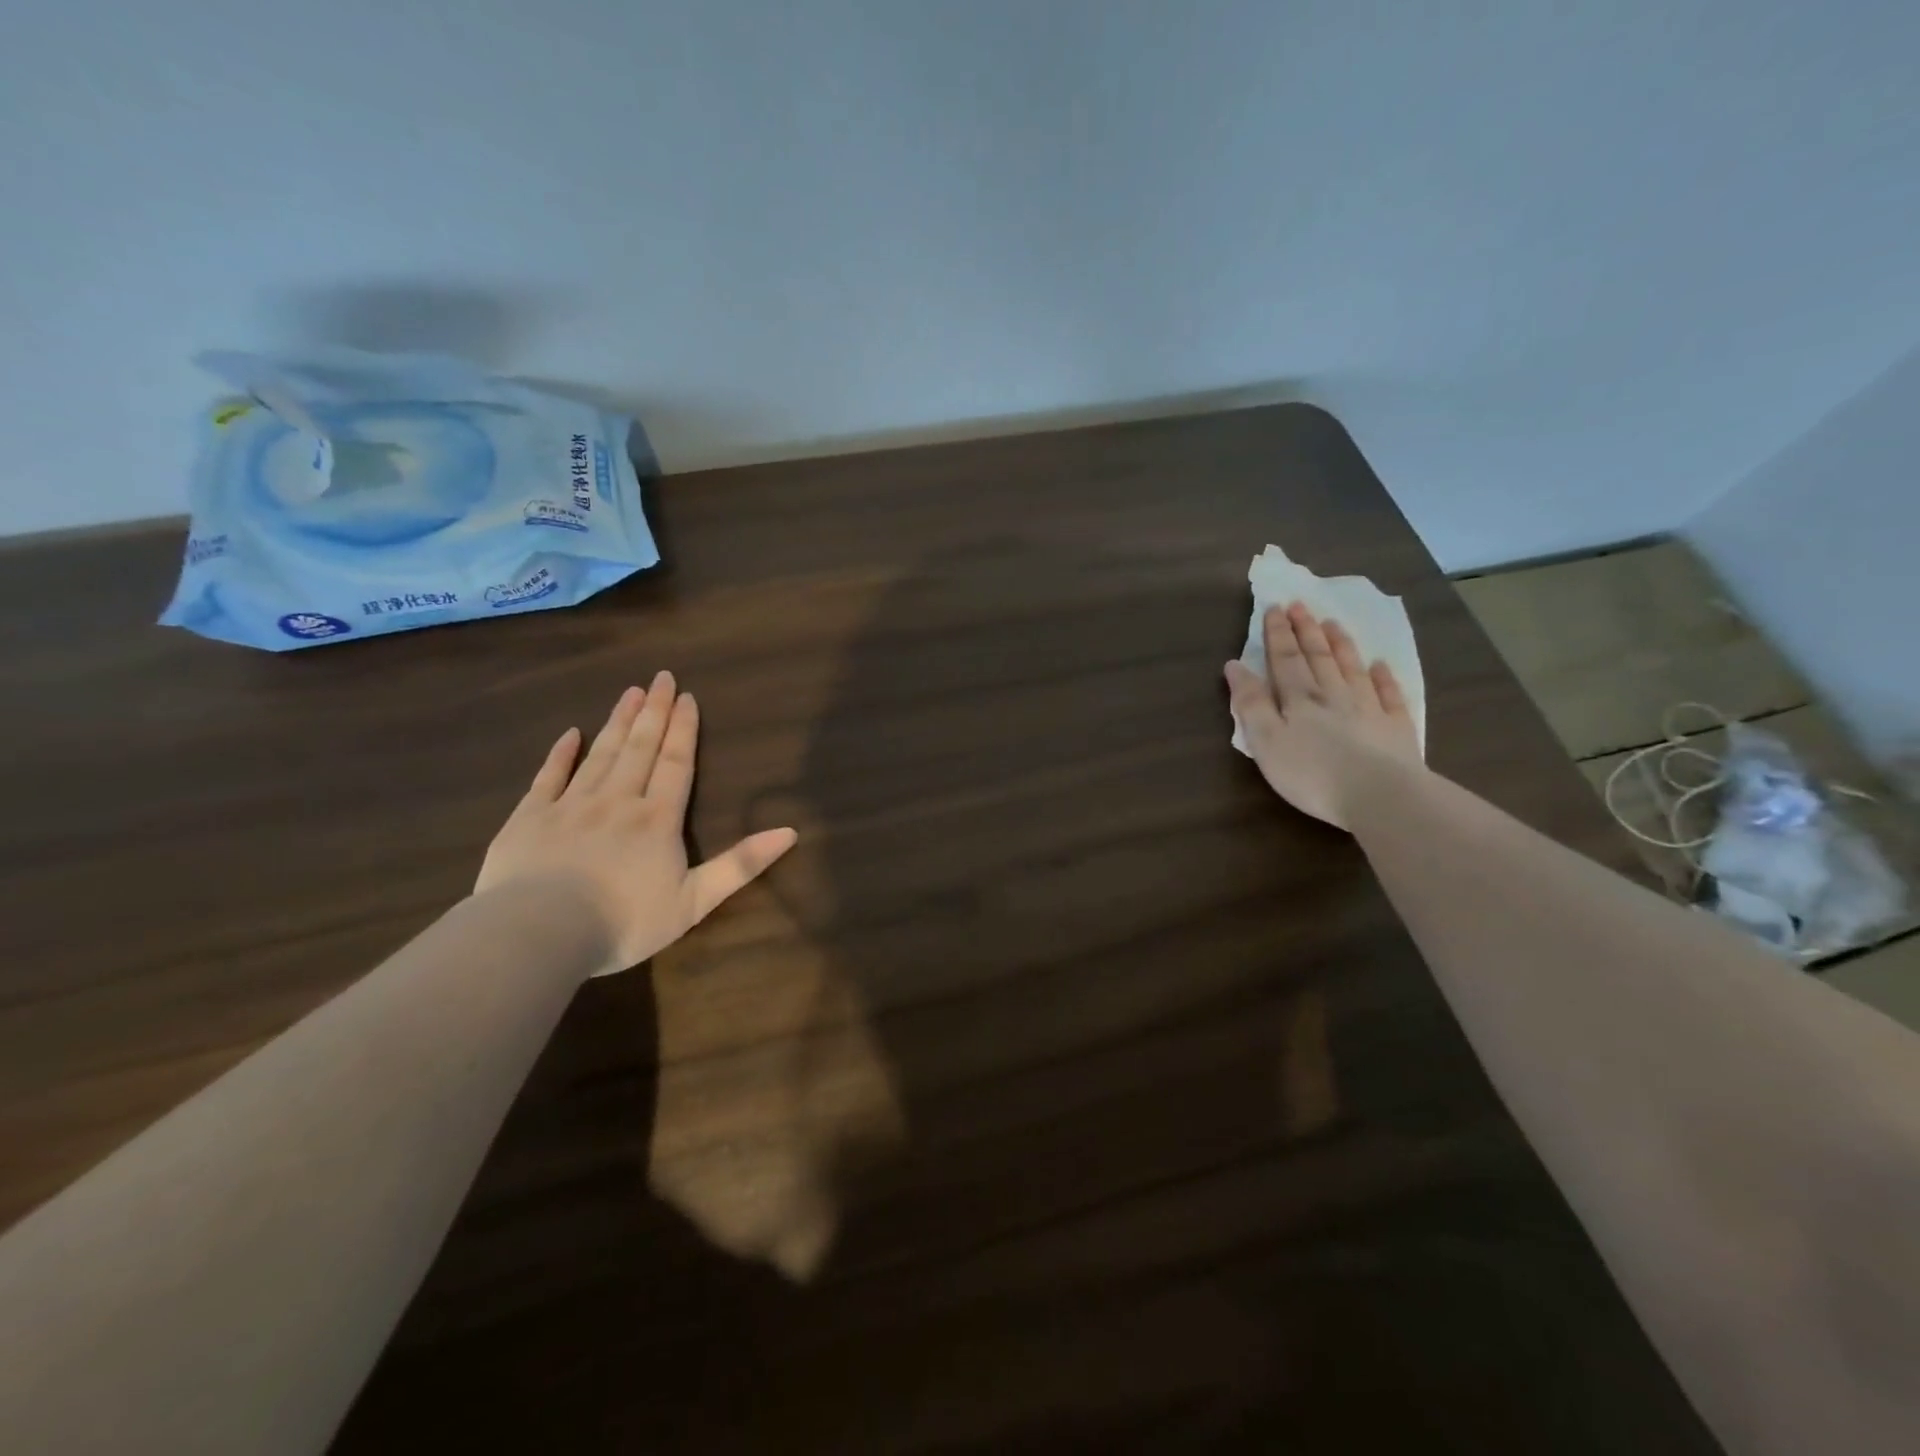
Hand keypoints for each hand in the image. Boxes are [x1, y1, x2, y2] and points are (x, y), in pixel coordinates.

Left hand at [475, 672, 798, 975]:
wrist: (540, 933)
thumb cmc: (625, 921)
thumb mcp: (695, 900)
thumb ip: (741, 864)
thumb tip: (790, 832)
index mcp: (657, 819)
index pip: (676, 763)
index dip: (684, 729)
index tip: (687, 696)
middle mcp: (618, 800)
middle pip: (640, 748)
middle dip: (653, 712)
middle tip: (660, 677)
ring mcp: (571, 805)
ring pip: (600, 754)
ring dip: (617, 722)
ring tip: (629, 693)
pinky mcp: (530, 818)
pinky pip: (548, 777)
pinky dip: (560, 754)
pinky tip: (570, 734)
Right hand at [1224, 602, 1422, 829]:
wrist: (1380, 796)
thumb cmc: (1312, 773)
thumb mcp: (1265, 741)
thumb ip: (1250, 704)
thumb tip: (1234, 666)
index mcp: (1299, 700)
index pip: (1284, 660)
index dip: (1277, 634)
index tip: (1274, 608)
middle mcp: (1334, 696)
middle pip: (1318, 658)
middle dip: (1306, 631)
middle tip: (1300, 605)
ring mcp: (1368, 710)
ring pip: (1351, 669)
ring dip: (1340, 645)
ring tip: (1333, 623)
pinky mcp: (1395, 729)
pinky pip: (1389, 695)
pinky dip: (1383, 678)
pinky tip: (1381, 665)